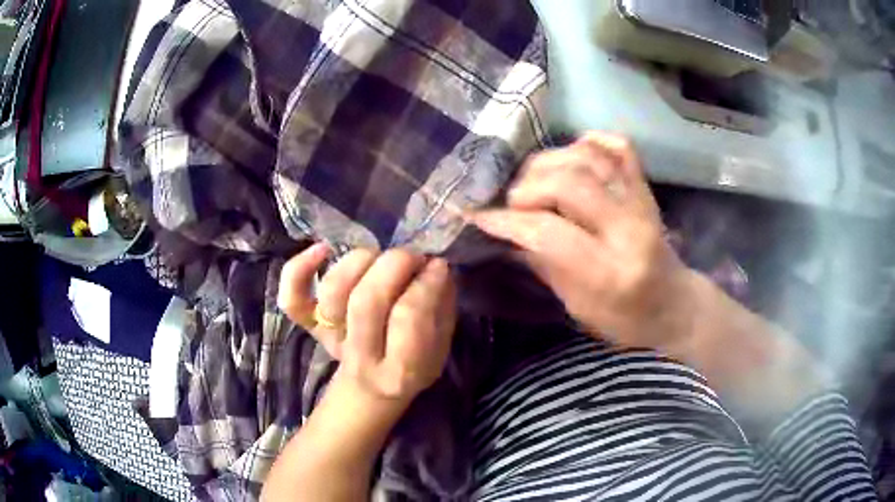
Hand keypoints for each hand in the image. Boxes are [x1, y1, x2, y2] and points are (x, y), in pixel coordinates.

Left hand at [277, 246, 456, 402]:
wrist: (371, 385)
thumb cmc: (414, 363)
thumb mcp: (441, 348)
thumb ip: (441, 309)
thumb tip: (434, 266)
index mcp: (400, 372)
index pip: (408, 319)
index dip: (425, 284)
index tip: (437, 266)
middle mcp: (359, 359)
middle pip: (366, 302)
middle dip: (394, 266)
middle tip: (412, 256)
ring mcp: (328, 339)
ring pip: (332, 293)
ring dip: (359, 262)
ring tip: (380, 257)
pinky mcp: (308, 325)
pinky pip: (291, 298)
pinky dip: (298, 269)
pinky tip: (323, 250)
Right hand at [472, 132, 692, 349]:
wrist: (674, 304)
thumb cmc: (625, 319)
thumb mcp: (578, 307)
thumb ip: (542, 263)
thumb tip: (504, 229)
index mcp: (610, 272)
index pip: (548, 232)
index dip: (507, 221)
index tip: (478, 216)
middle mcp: (629, 228)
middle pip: (568, 183)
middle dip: (526, 188)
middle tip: (511, 202)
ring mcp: (641, 201)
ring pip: (587, 157)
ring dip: (549, 162)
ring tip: (533, 181)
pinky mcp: (646, 186)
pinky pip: (617, 146)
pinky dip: (587, 142)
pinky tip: (570, 156)